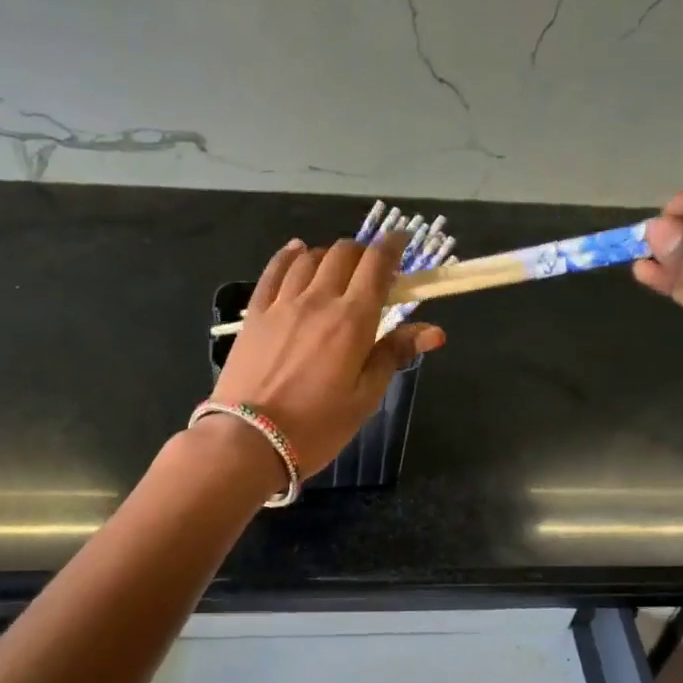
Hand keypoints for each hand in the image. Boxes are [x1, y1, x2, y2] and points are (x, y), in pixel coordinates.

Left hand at [213, 232, 445, 475]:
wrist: (249, 440)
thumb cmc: (317, 426)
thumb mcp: (365, 398)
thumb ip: (394, 355)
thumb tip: (434, 331)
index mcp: (353, 320)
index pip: (377, 265)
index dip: (392, 247)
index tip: (402, 242)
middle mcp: (318, 300)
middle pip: (343, 254)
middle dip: (363, 252)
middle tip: (372, 268)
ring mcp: (282, 304)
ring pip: (309, 258)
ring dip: (329, 255)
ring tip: (337, 269)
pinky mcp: (255, 314)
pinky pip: (273, 271)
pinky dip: (289, 256)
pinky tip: (296, 252)